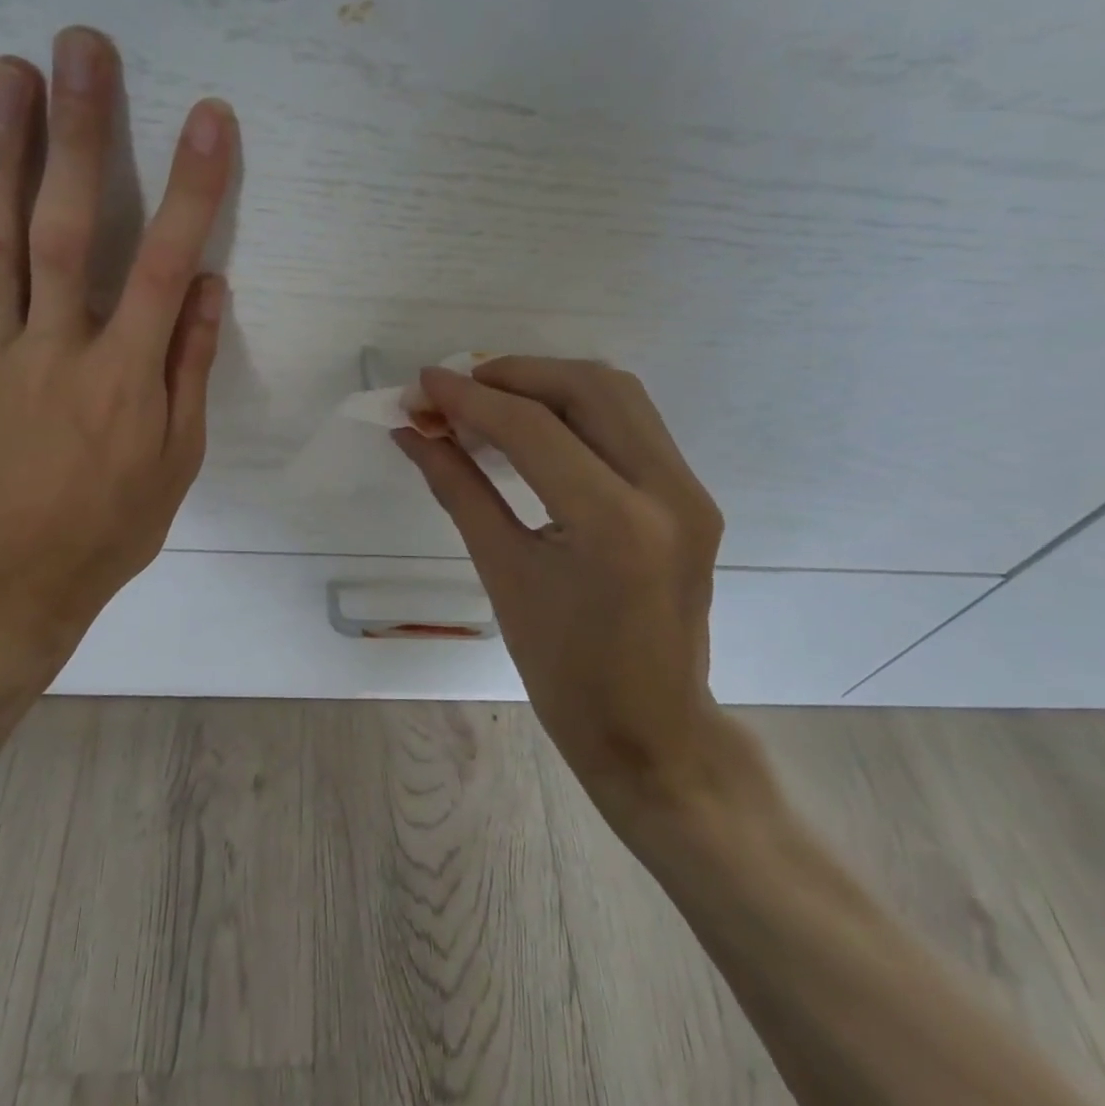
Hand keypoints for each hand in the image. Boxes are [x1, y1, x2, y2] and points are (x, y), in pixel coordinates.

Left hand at [0, 29, 233, 700]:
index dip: (191, 188)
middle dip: (79, 133)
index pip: (163, 263)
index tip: (209, 119)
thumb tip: (207, 285)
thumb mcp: (178, 459)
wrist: (14, 581)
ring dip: (1, 151)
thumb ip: (190, 368)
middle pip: (65, 227)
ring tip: (7, 71)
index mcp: (126, 375)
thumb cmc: (113, 523)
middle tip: (81, 48)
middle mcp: (58, 348)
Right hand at [396, 358, 757, 821]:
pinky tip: (534, 424)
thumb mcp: (502, 574)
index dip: (470, 398)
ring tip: (489, 398)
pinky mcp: (692, 496)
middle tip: (456, 387)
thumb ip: (458, 489)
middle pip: (587, 387)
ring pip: (618, 394)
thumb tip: (413, 433)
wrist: (651, 731)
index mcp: (613, 523)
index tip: (422, 384)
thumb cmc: (564, 672)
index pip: (533, 429)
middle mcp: (666, 490)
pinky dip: (578, 407)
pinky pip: (632, 423)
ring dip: (548, 382)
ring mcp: (689, 490)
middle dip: (514, 375)